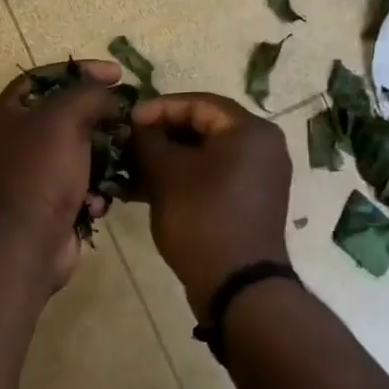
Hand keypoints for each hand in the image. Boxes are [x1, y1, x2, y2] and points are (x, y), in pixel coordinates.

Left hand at [0, 60, 125, 289]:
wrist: (26, 243)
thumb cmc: (39, 172)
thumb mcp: (64, 117)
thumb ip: (89, 94)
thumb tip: (111, 96)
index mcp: (4, 114)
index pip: (43, 77)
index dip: (80, 70)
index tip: (117, 74)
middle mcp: (11, 142)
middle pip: (62, 116)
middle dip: (96, 117)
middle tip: (126, 115)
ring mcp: (29, 176)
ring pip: (76, 153)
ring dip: (101, 157)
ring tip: (122, 158)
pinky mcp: (47, 205)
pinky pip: (78, 186)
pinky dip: (92, 191)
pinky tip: (98, 201)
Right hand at [127, 93, 291, 315]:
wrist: (237, 285)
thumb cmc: (202, 218)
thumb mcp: (166, 174)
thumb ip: (147, 141)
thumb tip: (135, 127)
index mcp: (250, 130)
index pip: (198, 103)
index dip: (158, 109)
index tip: (126, 121)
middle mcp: (262, 147)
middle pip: (203, 128)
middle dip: (160, 136)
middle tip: (127, 144)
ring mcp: (258, 177)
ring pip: (205, 156)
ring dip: (167, 160)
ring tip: (129, 169)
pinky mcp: (249, 202)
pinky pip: (212, 178)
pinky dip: (182, 179)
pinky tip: (144, 191)